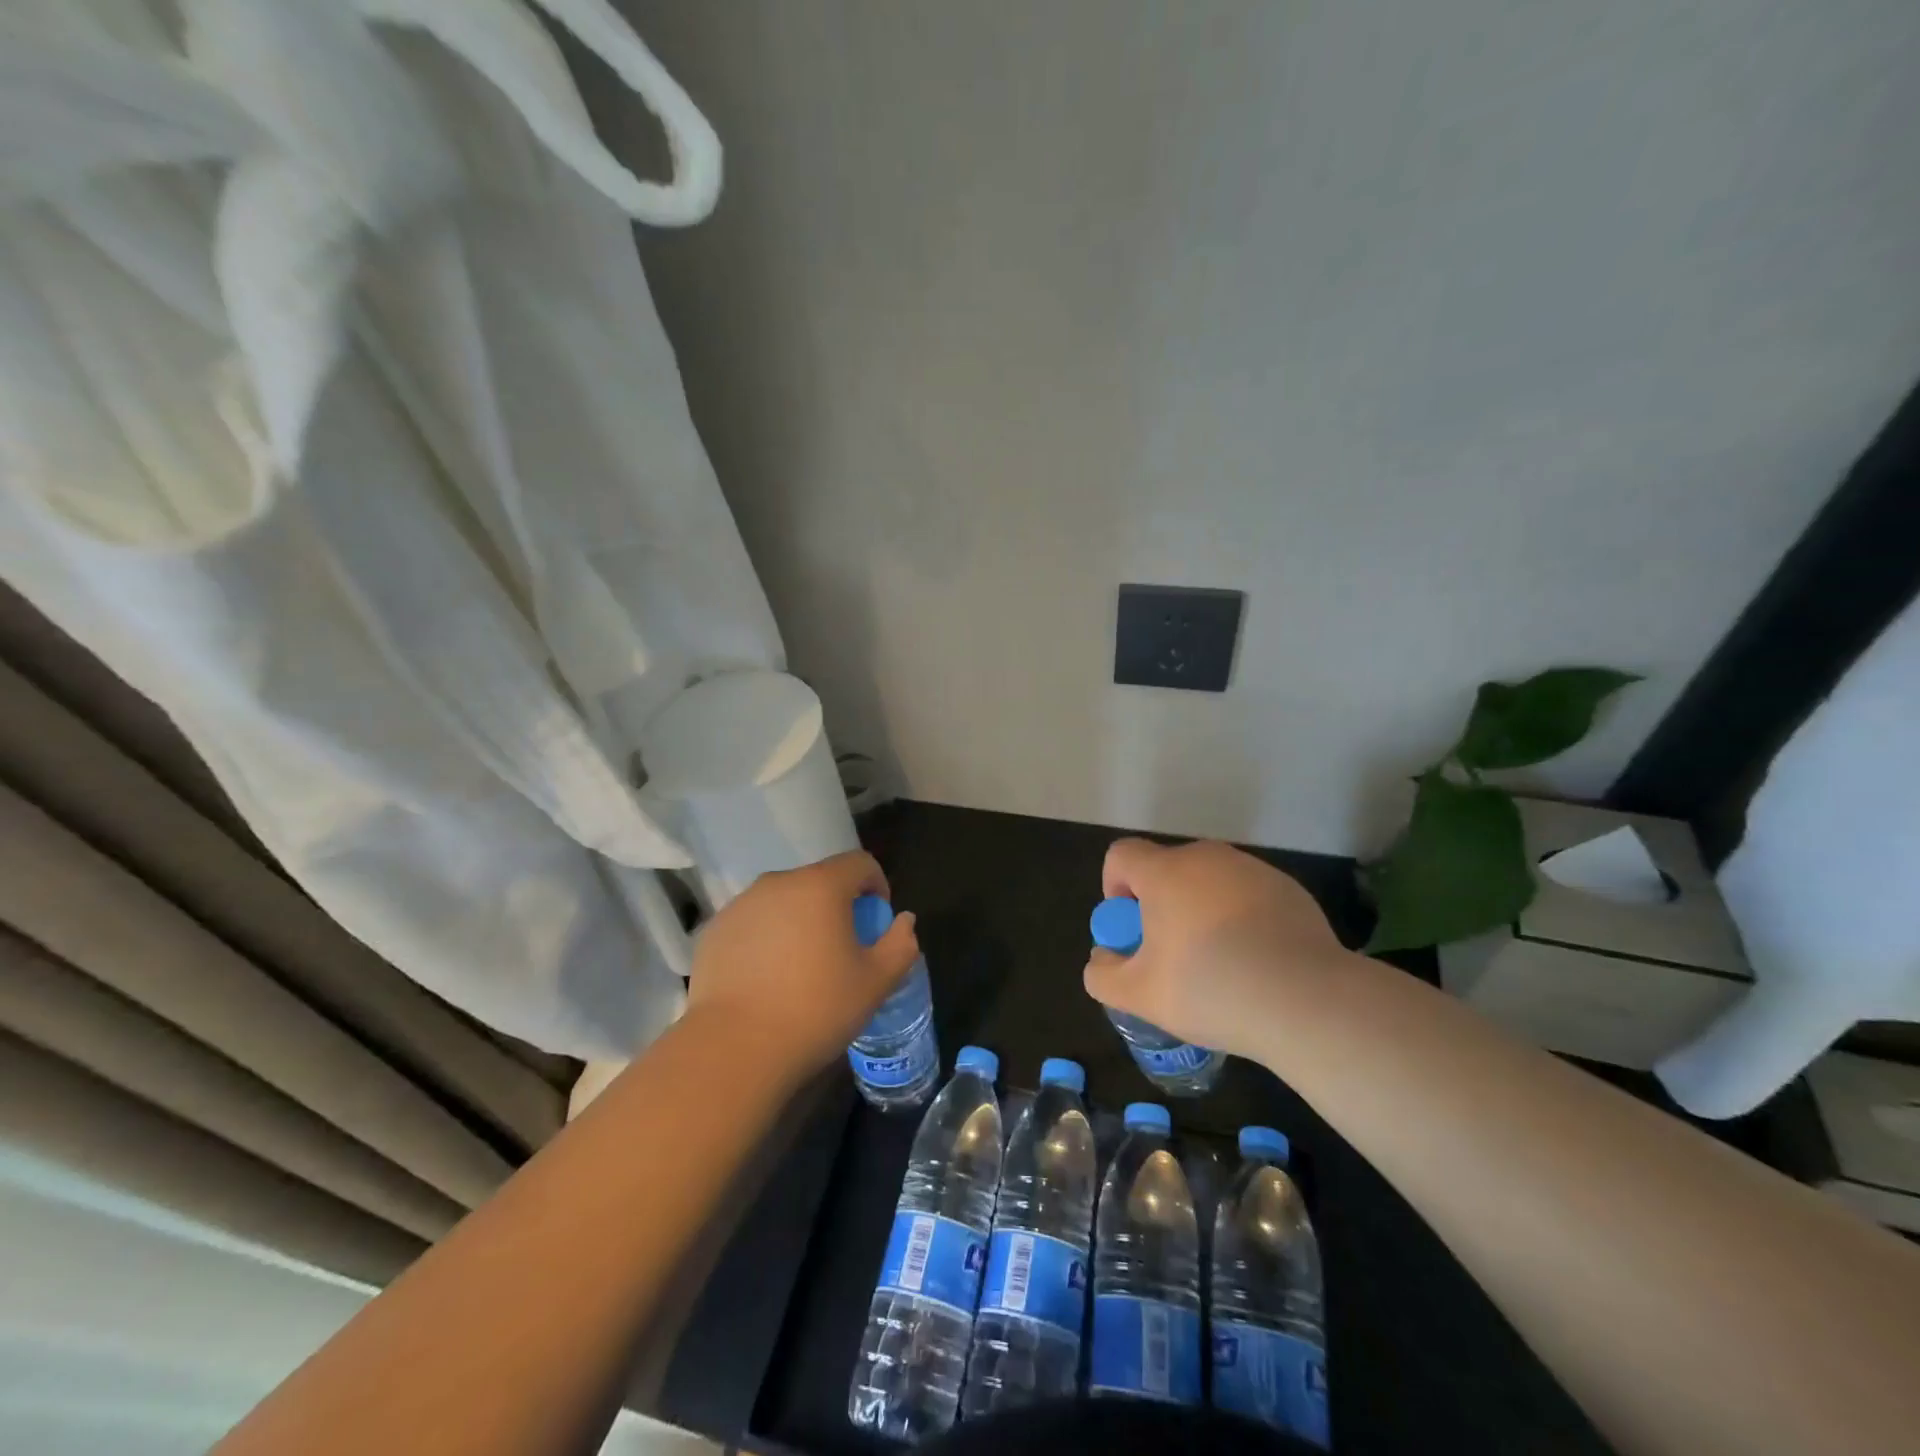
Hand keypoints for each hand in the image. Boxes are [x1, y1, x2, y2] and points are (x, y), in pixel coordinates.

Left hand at [686, 850, 920, 1077]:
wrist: (734, 1049)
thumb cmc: (815, 1010)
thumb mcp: (875, 982)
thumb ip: (900, 944)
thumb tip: (904, 921)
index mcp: (821, 886)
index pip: (860, 863)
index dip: (876, 886)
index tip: (876, 923)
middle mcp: (778, 883)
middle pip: (819, 881)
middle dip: (837, 906)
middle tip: (841, 951)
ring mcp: (741, 905)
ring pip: (783, 901)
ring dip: (800, 921)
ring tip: (801, 967)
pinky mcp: (714, 930)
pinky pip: (753, 923)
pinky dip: (766, 938)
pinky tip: (767, 980)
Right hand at [1082, 838, 1352, 1061]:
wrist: (1306, 1001)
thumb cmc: (1210, 989)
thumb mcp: (1139, 995)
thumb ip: (1103, 975)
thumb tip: (1103, 958)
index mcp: (1164, 872)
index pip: (1121, 855)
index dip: (1114, 888)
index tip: (1131, 929)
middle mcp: (1206, 858)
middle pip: (1166, 869)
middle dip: (1159, 905)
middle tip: (1171, 955)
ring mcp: (1252, 870)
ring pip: (1209, 882)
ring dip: (1201, 911)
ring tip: (1218, 964)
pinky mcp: (1288, 889)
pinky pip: (1247, 896)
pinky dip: (1240, 919)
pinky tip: (1256, 963)